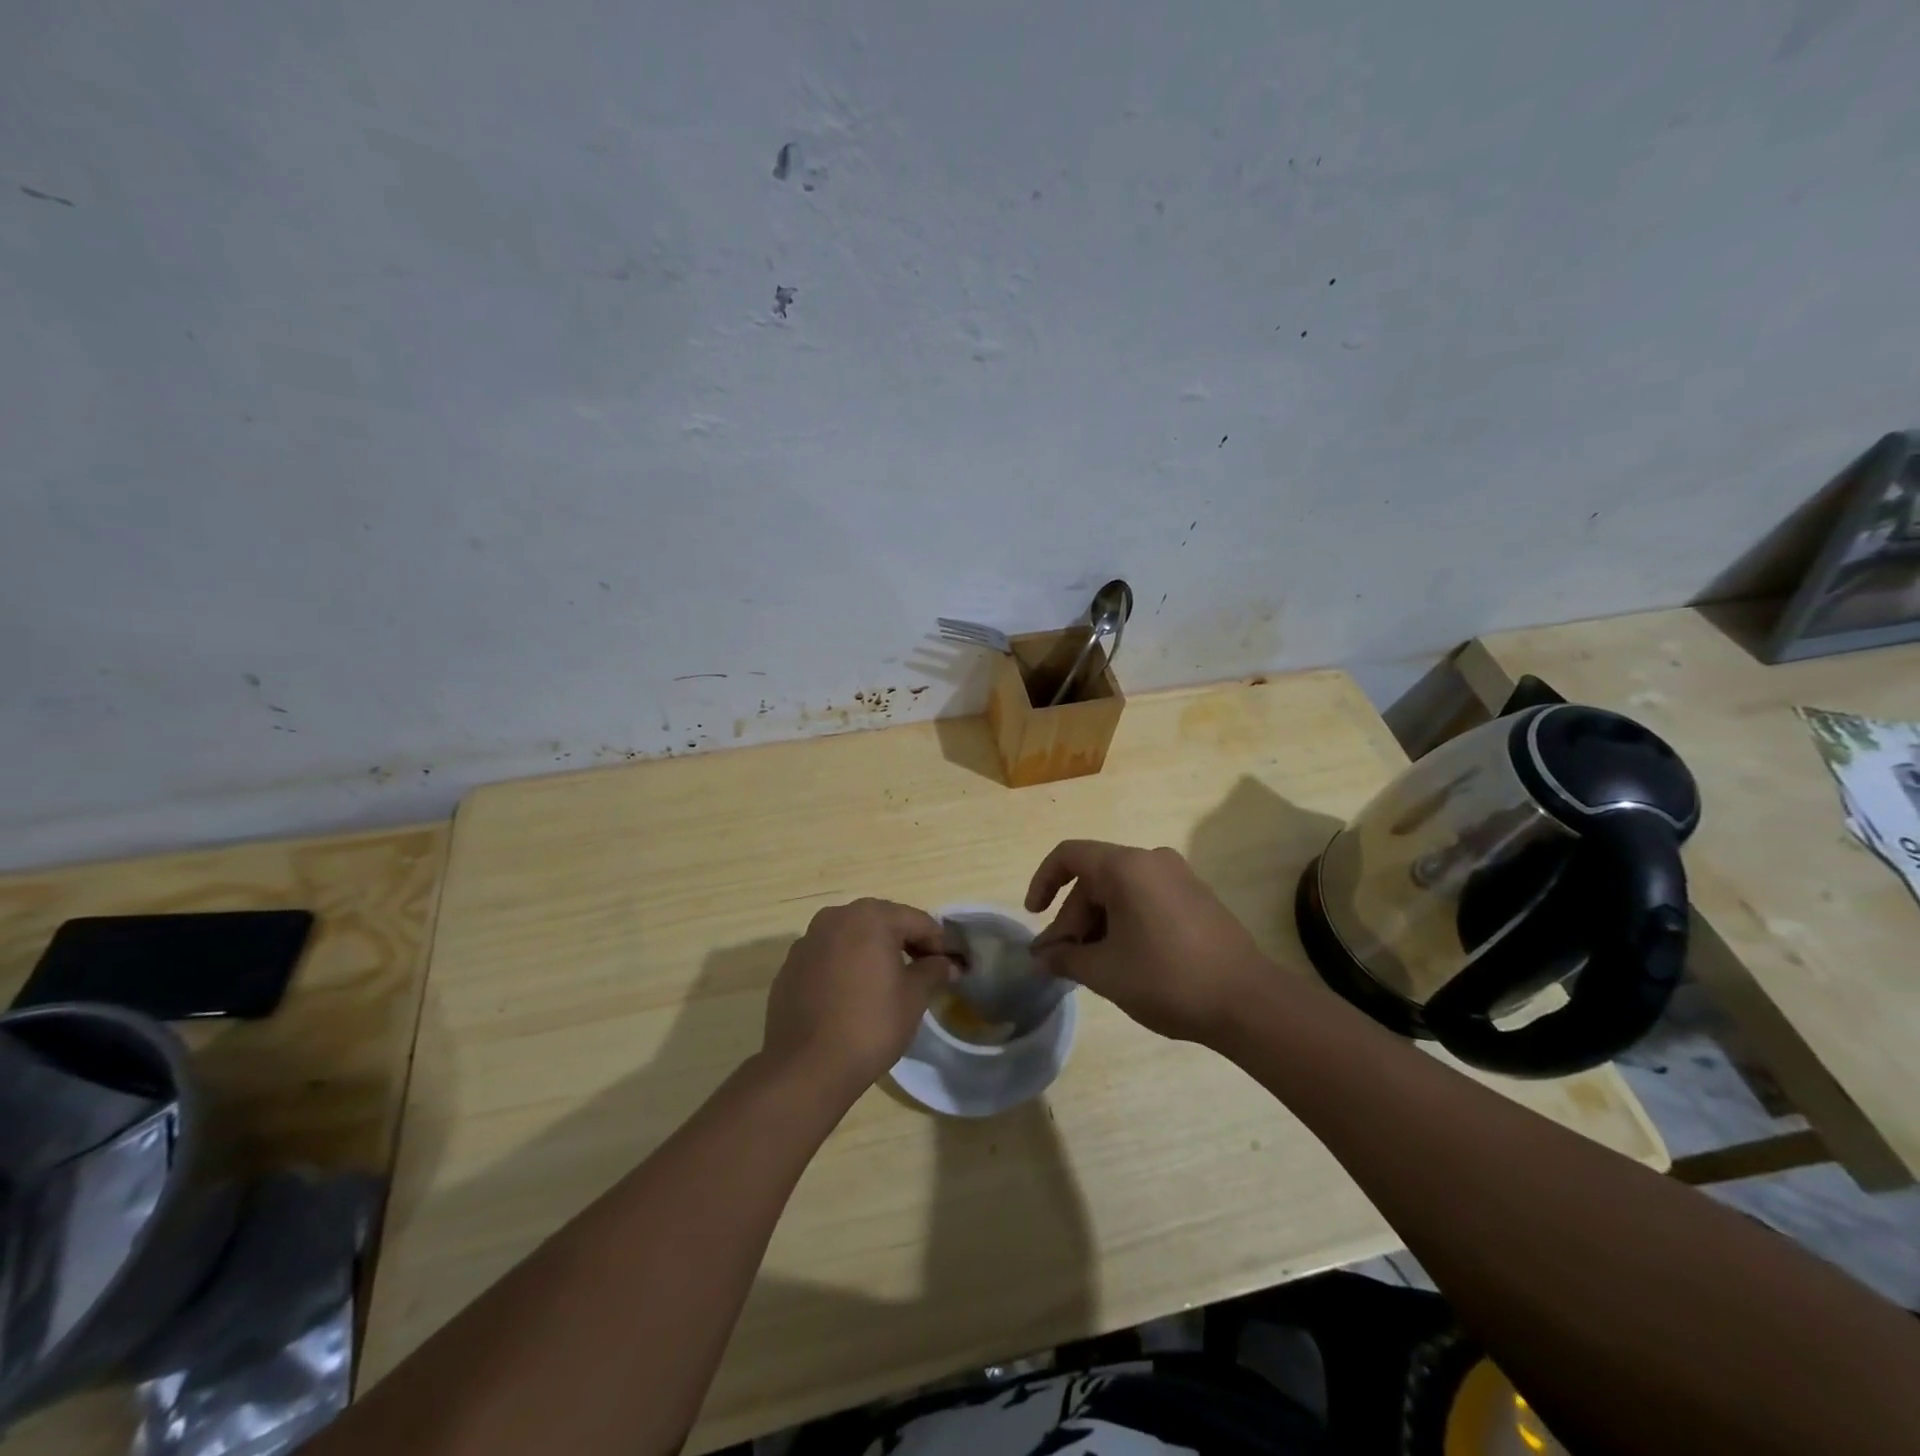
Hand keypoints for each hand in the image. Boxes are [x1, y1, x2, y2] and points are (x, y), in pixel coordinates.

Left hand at [761, 899, 952, 1099]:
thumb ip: (933, 971)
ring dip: (873, 952)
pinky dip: (846, 966)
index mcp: (870, 917)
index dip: (939, 942)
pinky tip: (854, 994)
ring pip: (852, 937)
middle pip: (882, 922)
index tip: (953, 964)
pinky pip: (828, 957)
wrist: (806, 1067)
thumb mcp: (913, 998)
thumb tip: (946, 963)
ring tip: (890, 981)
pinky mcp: (790, 966)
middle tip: (925, 969)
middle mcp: (836, 917)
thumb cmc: (870, 1025)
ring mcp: (808, 940)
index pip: (917, 921)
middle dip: (906, 942)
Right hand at [1025, 841, 1270, 1045]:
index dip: (1043, 881)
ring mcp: (1179, 877)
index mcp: (1126, 867)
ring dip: (1098, 923)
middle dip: (1072, 917)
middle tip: (1063, 960)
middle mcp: (1152, 860)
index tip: (1035, 916)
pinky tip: (1125, 959)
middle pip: (1095, 878)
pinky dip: (1125, 921)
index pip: (1069, 855)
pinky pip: (1146, 898)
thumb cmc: (1167, 979)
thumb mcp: (1105, 971)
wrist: (1249, 1002)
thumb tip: (1041, 957)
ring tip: (1092, 966)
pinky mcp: (1197, 897)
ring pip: (1120, 890)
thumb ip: (1065, 957)